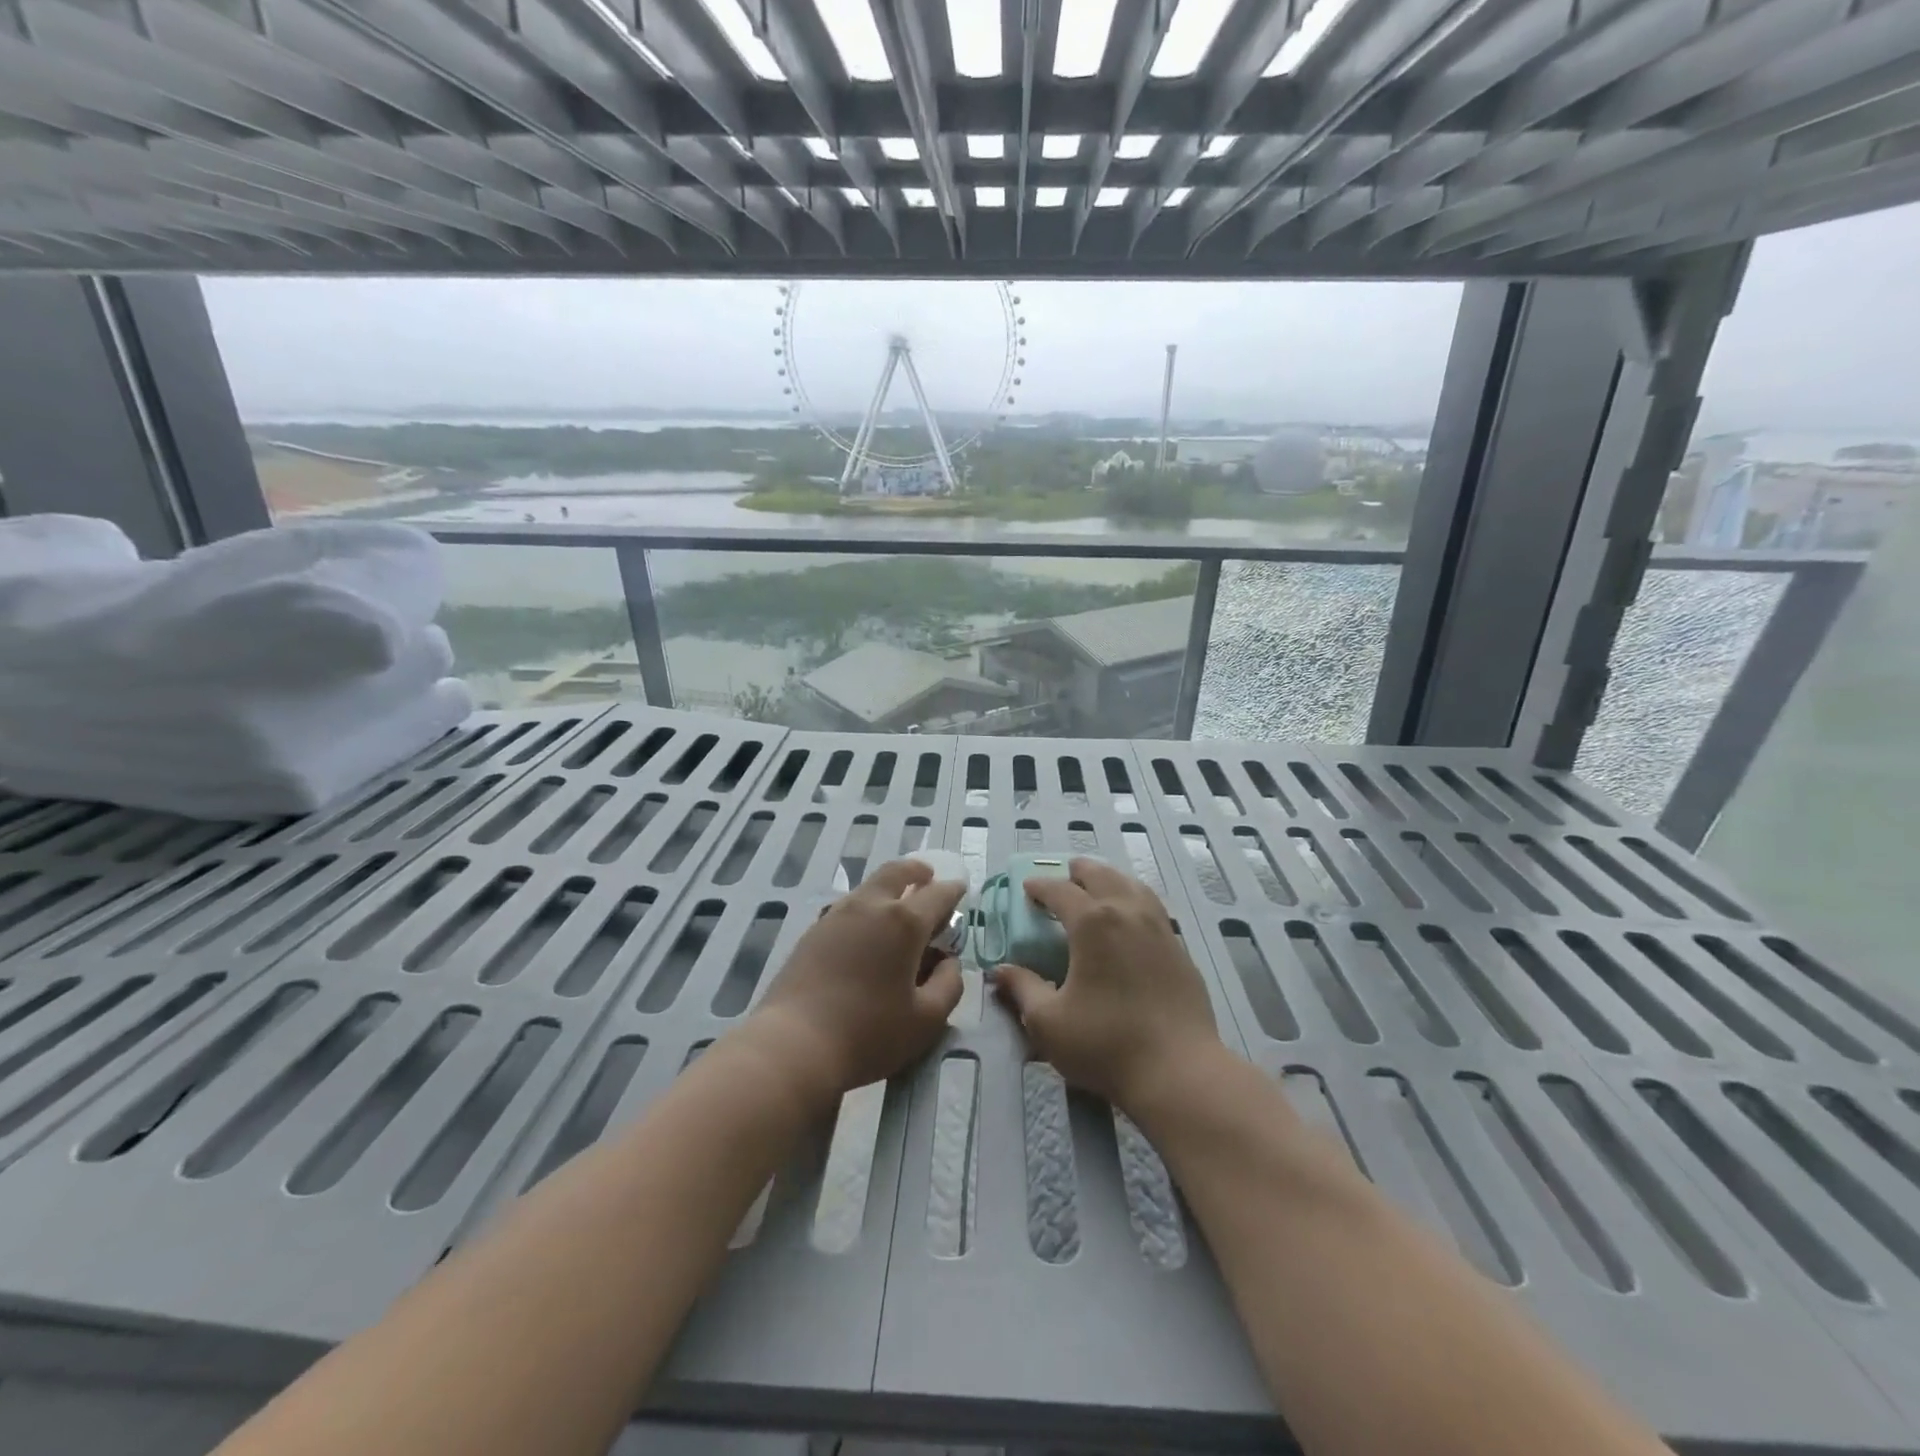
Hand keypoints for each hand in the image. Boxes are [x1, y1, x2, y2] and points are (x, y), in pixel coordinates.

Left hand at [744, 858, 964, 1108]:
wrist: (794, 1044)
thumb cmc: (869, 1033)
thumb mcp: (926, 1019)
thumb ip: (949, 984)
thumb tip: (949, 961)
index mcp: (904, 922)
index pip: (938, 894)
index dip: (954, 890)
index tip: (961, 890)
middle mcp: (871, 906)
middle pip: (897, 872)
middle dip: (917, 871)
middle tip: (928, 877)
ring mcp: (837, 915)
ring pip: (869, 886)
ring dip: (890, 886)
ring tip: (899, 905)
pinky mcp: (813, 931)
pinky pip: (849, 905)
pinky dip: (867, 905)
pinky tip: (867, 930)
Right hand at [991, 857, 1222, 1112]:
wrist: (1178, 1071)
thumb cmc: (1105, 1043)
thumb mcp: (1048, 1021)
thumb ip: (1022, 989)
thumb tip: (1000, 971)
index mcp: (1092, 922)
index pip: (1060, 890)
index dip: (1040, 886)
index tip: (1026, 888)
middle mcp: (1127, 912)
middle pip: (1100, 875)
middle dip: (1077, 873)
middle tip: (1062, 880)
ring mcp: (1159, 927)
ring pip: (1131, 885)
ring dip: (1108, 880)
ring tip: (1096, 888)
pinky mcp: (1178, 948)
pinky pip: (1152, 907)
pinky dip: (1133, 899)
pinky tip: (1130, 918)